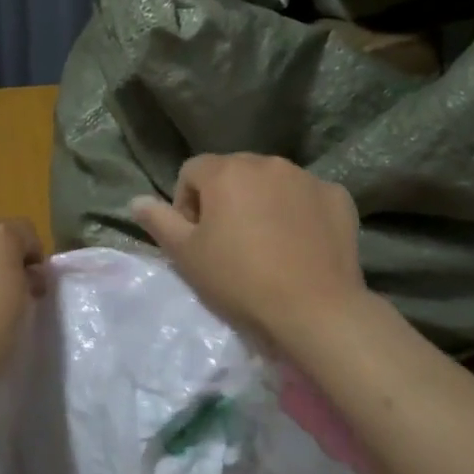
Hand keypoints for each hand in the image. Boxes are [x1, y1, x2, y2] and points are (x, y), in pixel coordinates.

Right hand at [131, 154, 367, 353]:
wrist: (315, 310)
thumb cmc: (240, 281)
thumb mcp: (186, 256)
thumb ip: (159, 222)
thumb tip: (136, 200)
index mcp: (226, 171)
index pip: (192, 172)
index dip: (187, 204)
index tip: (197, 239)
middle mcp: (266, 162)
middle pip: (233, 173)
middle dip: (225, 200)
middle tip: (230, 244)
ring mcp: (306, 177)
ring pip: (272, 182)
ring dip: (262, 203)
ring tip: (267, 245)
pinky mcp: (337, 196)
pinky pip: (307, 197)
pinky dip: (299, 212)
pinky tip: (301, 245)